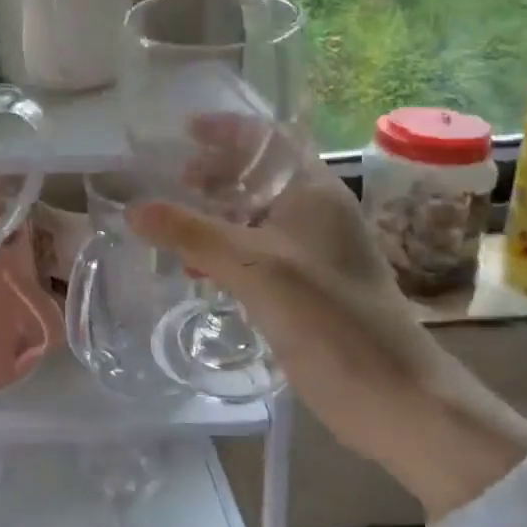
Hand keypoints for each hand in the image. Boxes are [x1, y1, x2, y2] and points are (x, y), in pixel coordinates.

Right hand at [129, 122, 526, 515]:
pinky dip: (222, 251)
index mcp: (313, 191)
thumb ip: (191, 233)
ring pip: (251, 216)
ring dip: (213, 216)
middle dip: (212, 175)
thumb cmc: (329, 317)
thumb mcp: (254, 267)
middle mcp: (313, 213)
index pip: (267, 138)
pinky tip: (195, 268)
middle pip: (256, 175)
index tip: (183, 131)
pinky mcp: (302, 286)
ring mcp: (309, 252)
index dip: (226, 129)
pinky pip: (253, 253)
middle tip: (171, 183)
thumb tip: (133, 209)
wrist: (393, 398)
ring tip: (173, 226)